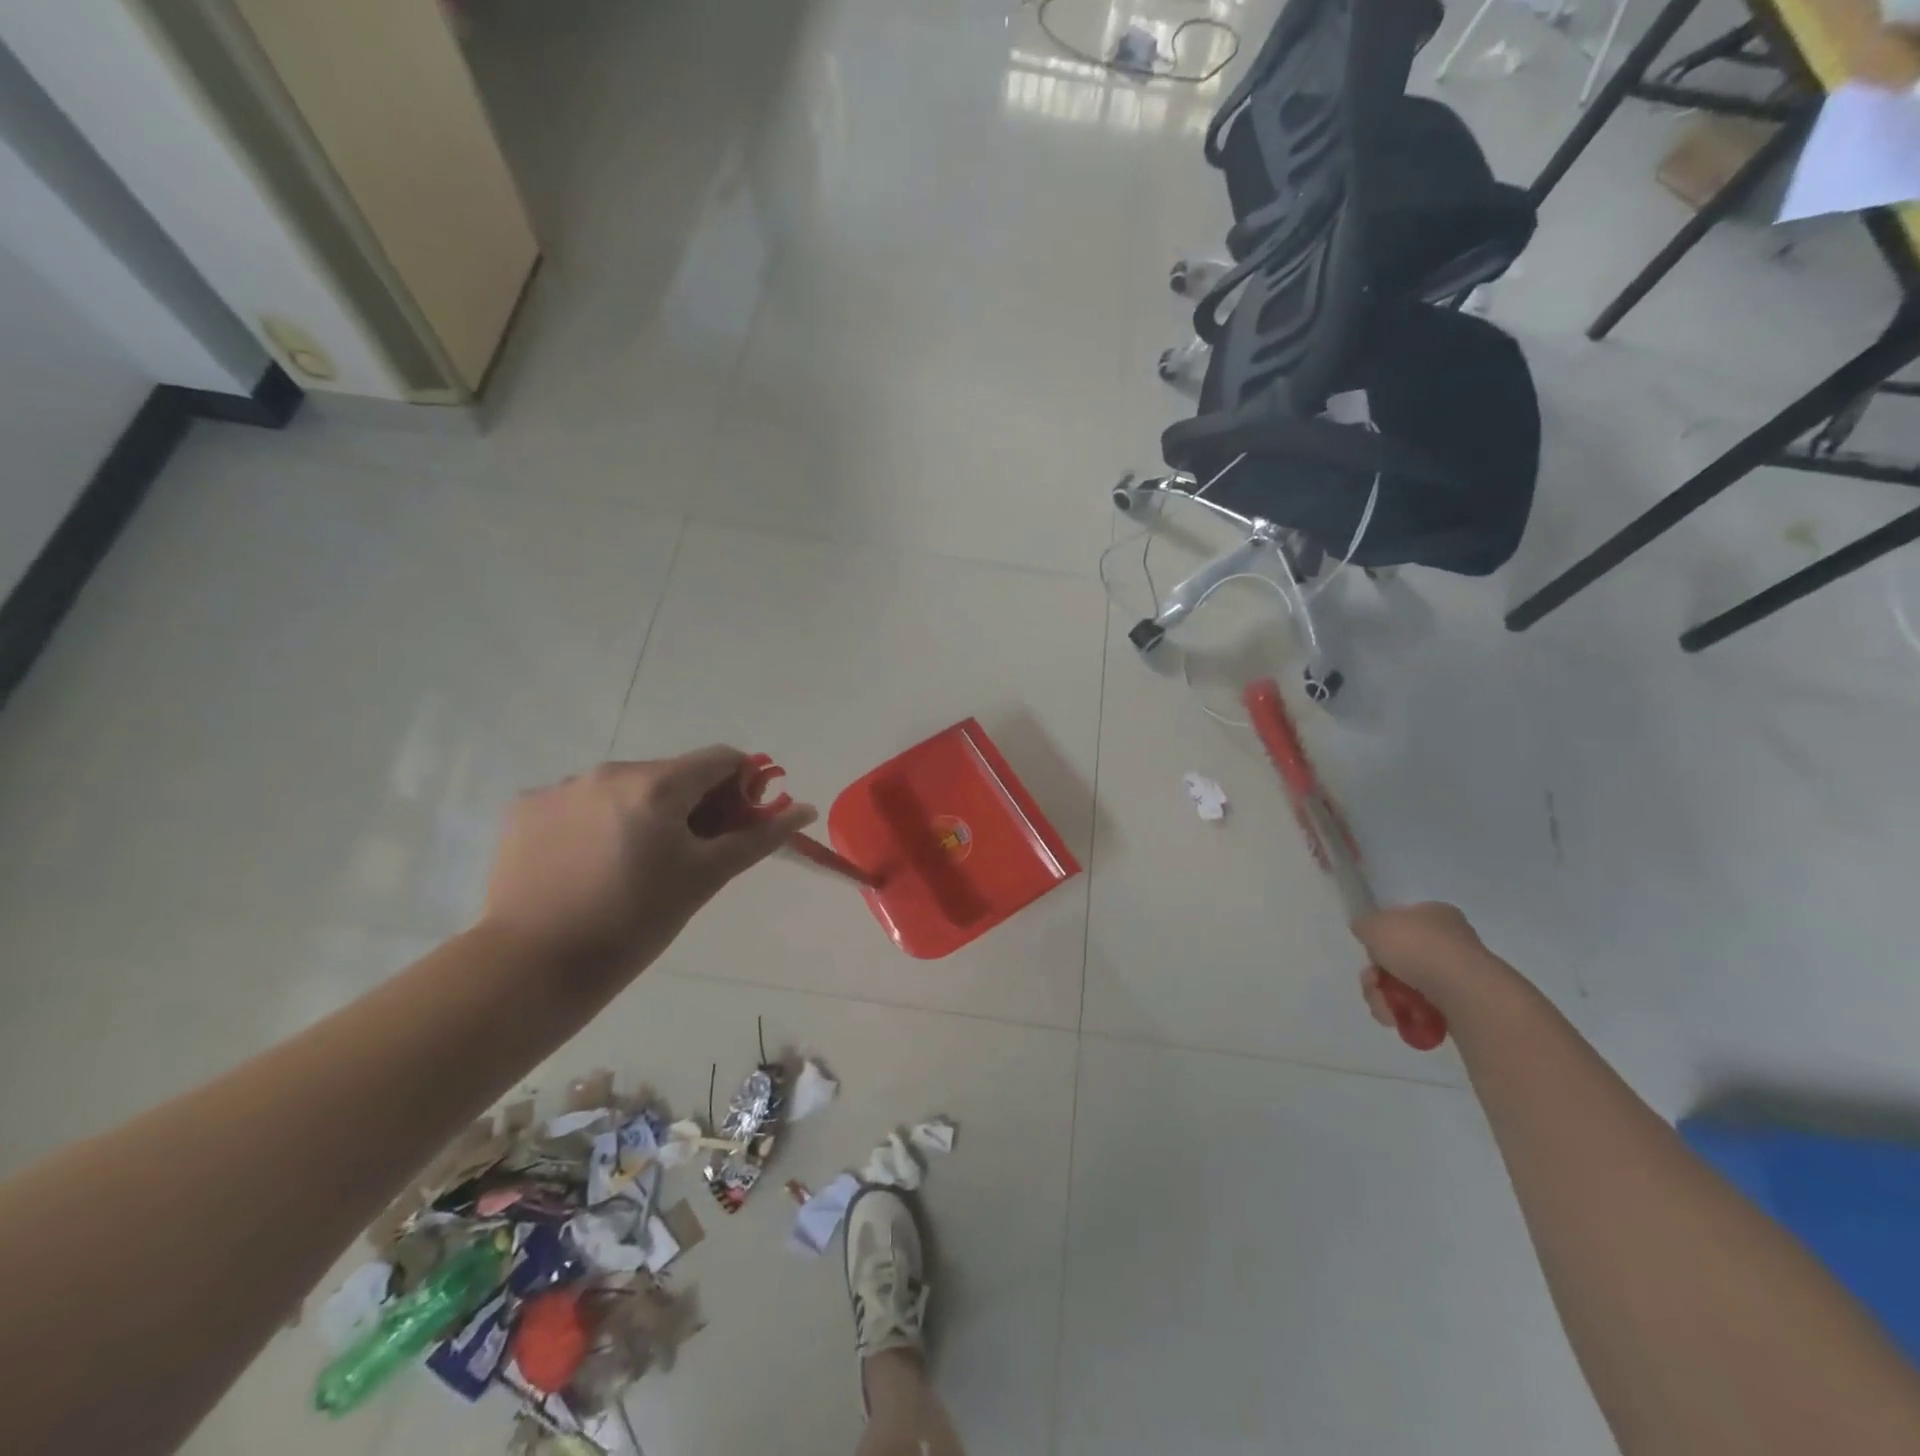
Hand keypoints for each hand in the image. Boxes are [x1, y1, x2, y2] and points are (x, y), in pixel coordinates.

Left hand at [479, 747, 816, 977]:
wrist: (532, 969)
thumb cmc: (635, 923)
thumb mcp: (705, 878)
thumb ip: (758, 837)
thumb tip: (806, 810)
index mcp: (656, 785)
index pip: (721, 759)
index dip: (740, 788)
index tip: (734, 827)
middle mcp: (607, 772)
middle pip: (672, 773)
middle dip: (691, 805)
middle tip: (687, 856)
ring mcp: (560, 788)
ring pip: (625, 788)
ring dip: (643, 813)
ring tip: (632, 867)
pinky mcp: (524, 810)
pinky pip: (579, 803)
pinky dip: (597, 823)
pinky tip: (588, 866)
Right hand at [1352, 902, 1497, 1028]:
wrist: (1463, 991)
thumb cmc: (1417, 947)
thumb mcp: (1374, 925)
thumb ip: (1364, 925)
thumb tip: (1367, 933)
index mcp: (1435, 914)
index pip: (1401, 922)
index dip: (1379, 938)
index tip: (1370, 952)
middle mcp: (1450, 941)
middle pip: (1399, 958)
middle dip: (1377, 975)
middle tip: (1372, 983)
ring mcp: (1457, 975)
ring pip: (1406, 986)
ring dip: (1385, 998)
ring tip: (1384, 1008)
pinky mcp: (1461, 1006)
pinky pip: (1423, 1009)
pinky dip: (1405, 1015)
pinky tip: (1398, 1019)